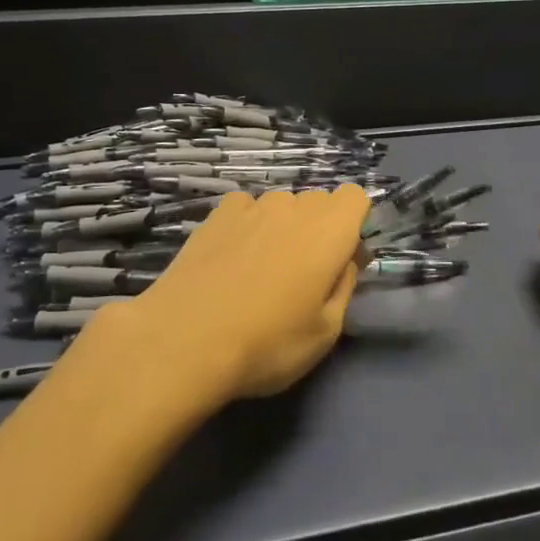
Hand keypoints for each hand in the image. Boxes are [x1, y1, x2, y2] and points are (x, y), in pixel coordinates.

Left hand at [94, 186, 370, 407]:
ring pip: (282, 205)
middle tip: (301, 276)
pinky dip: (247, 225)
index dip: (352, 224)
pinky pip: (246, 208)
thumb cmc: (267, 344)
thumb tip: (346, 260)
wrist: (184, 340)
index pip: (356, 196)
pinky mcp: (217, 213)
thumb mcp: (325, 333)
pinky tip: (231, 260)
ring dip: (282, 227)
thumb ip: (344, 286)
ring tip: (259, 272)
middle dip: (319, 229)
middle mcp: (295, 206)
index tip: (341, 260)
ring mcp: (253, 205)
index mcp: (330, 231)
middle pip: (319, 202)